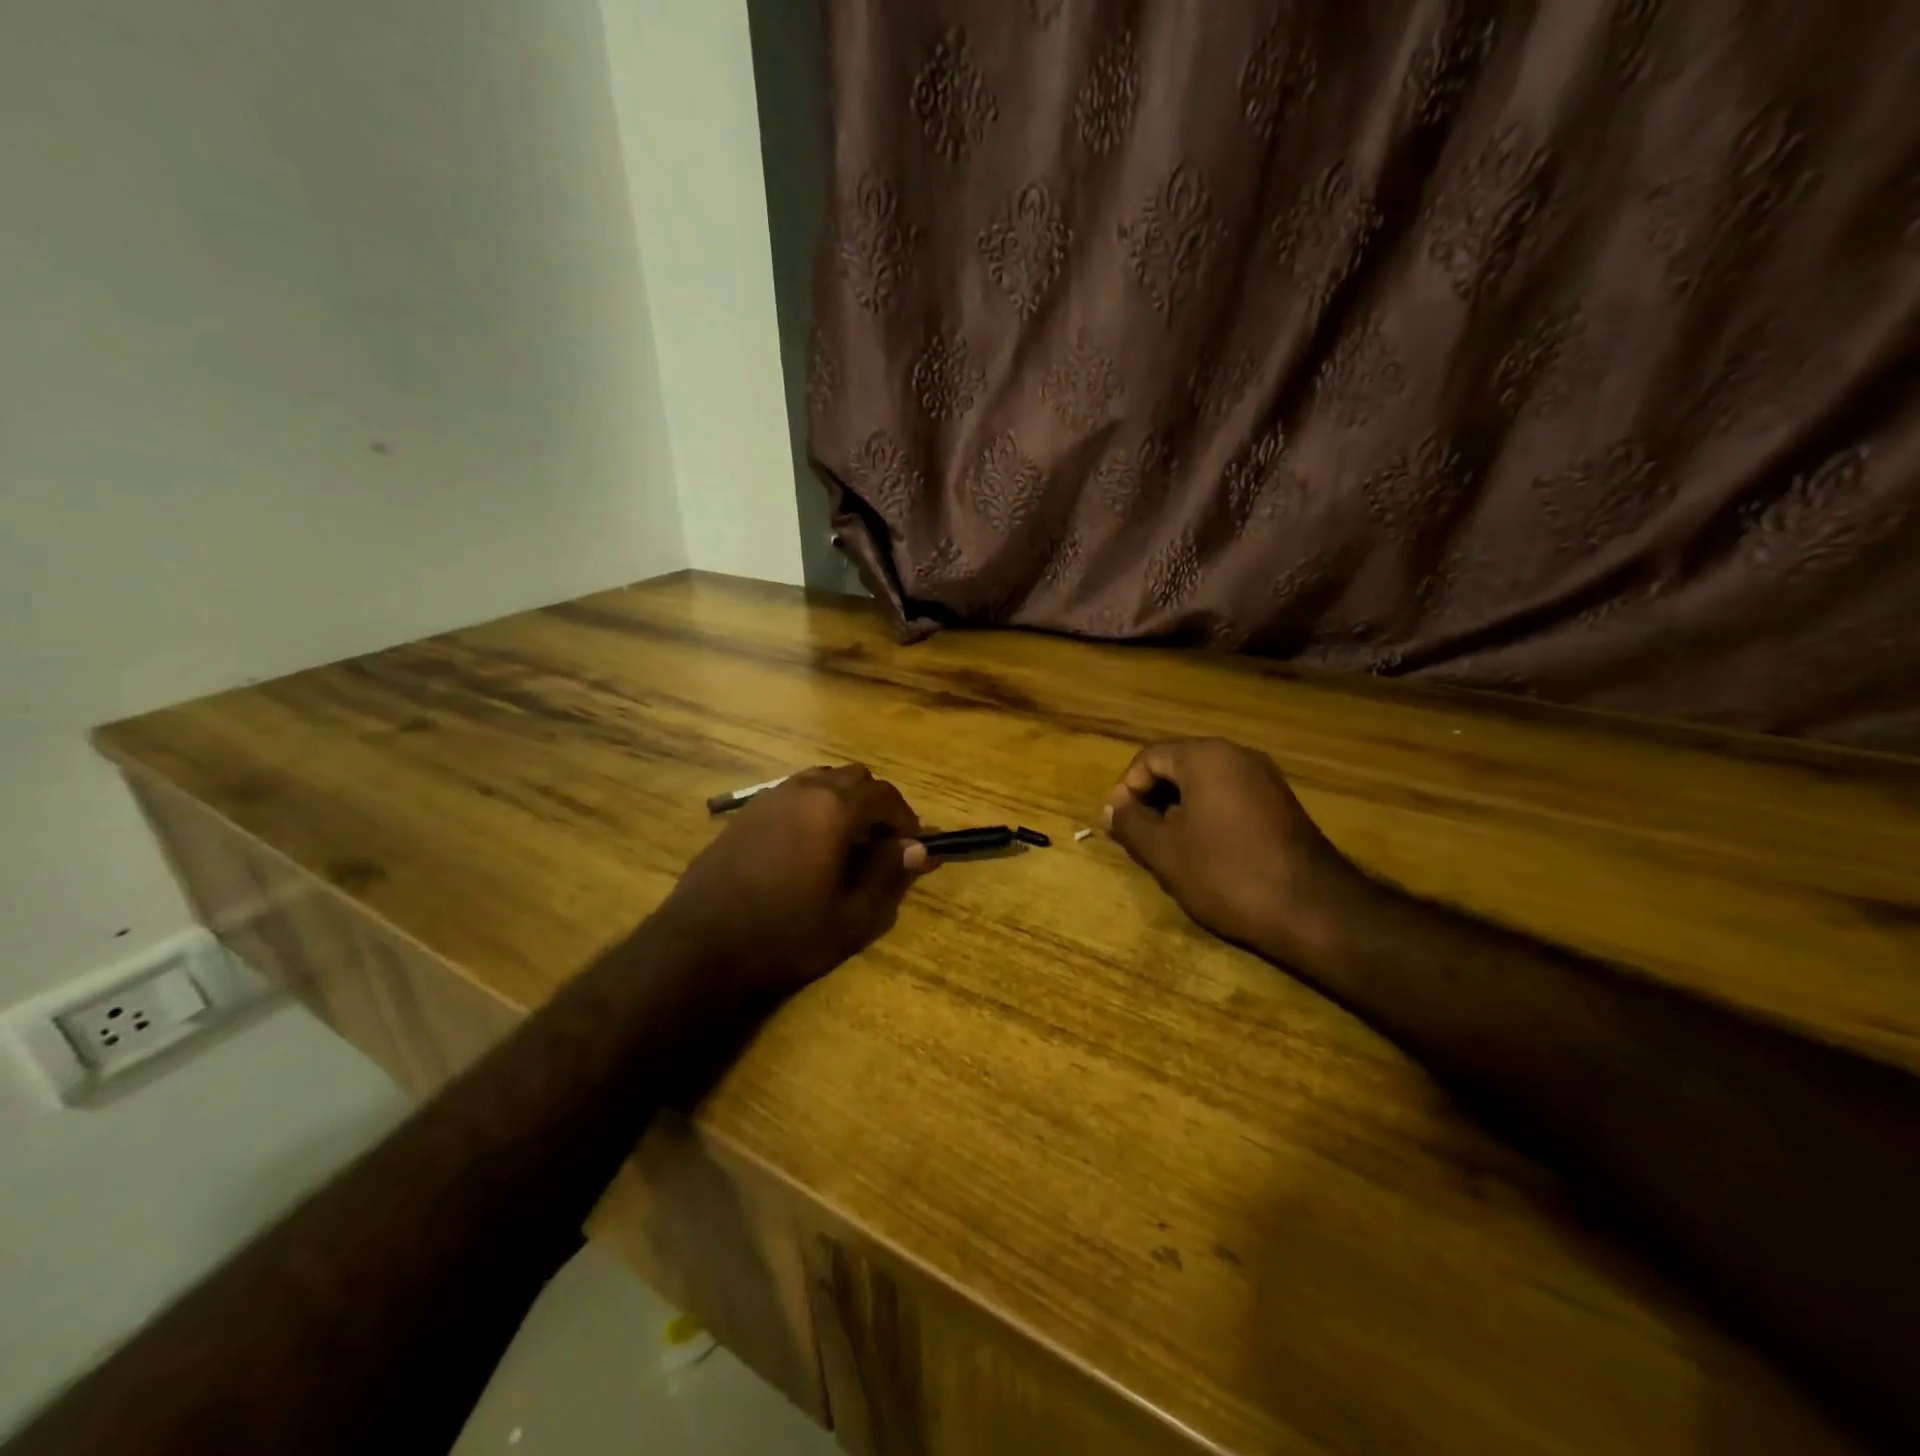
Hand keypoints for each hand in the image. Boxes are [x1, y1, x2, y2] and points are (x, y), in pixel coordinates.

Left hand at [655, 766, 928, 1000]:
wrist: (701, 947)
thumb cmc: (786, 935)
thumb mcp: (853, 917)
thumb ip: (889, 875)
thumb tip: (917, 848)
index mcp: (834, 809)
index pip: (884, 794)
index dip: (905, 818)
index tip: (911, 846)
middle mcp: (803, 790)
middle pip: (853, 777)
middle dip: (875, 804)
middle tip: (881, 844)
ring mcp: (769, 798)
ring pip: (820, 780)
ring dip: (842, 802)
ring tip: (846, 842)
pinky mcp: (744, 814)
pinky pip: (792, 795)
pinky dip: (812, 808)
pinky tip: (807, 847)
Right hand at [1102, 738, 1361, 964]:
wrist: (1313, 910)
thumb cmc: (1227, 873)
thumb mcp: (1165, 851)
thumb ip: (1130, 823)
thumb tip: (1111, 809)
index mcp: (1206, 757)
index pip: (1149, 758)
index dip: (1126, 789)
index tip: (1118, 826)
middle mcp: (1238, 756)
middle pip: (1177, 765)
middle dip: (1151, 799)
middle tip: (1139, 837)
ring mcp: (1265, 779)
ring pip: (1204, 783)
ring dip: (1178, 809)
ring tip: (1167, 848)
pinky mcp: (1281, 804)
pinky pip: (1230, 797)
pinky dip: (1207, 816)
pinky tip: (1204, 852)